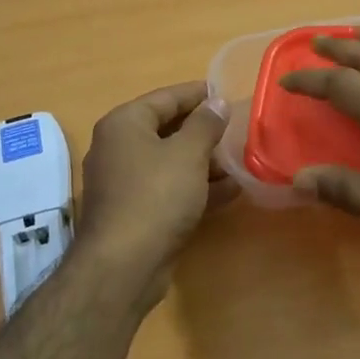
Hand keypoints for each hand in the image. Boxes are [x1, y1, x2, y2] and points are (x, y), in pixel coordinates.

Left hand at [76, 82, 232, 306]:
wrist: (124, 265)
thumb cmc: (156, 196)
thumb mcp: (188, 154)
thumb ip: (205, 124)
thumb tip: (218, 102)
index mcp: (124, 124)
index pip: (165, 97)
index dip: (197, 94)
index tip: (226, 93)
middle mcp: (118, 148)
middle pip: (167, 129)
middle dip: (203, 130)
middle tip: (238, 129)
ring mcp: (125, 182)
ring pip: (170, 162)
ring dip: (204, 161)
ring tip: (241, 160)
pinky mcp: (135, 212)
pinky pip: (170, 189)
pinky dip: (197, 187)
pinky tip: (231, 190)